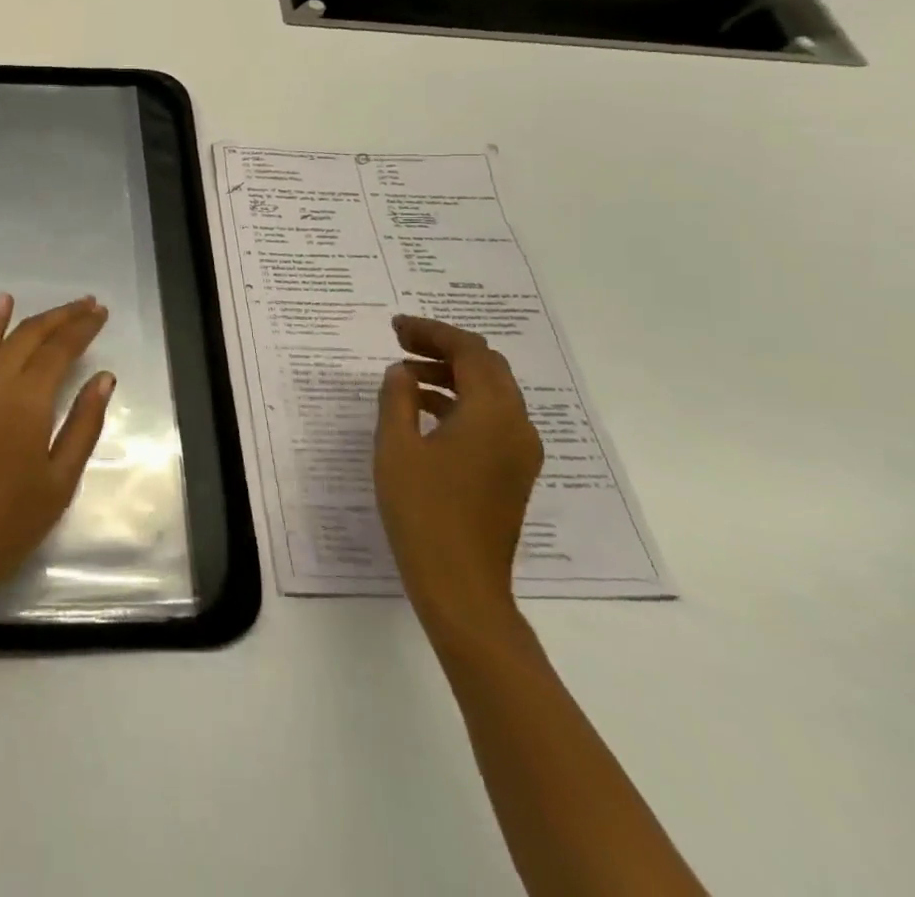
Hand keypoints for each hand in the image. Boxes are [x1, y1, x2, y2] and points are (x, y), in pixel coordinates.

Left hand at [0, 294, 114, 625]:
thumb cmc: (9, 525)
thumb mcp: (60, 481)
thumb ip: (83, 423)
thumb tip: (104, 377)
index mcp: (26, 401)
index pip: (59, 349)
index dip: (82, 328)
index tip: (102, 312)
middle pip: (31, 335)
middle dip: (62, 316)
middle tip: (89, 304)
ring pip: (3, 339)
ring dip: (32, 320)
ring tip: (59, 308)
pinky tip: (1, 308)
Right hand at [375, 315, 543, 639]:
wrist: (461, 587)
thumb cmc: (423, 511)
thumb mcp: (396, 447)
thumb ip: (397, 399)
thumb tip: (402, 371)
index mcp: (493, 414)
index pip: (470, 351)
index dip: (432, 332)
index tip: (395, 327)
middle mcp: (517, 427)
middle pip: (488, 367)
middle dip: (444, 348)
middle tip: (401, 342)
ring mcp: (519, 453)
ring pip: (491, 393)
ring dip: (451, 375)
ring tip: (405, 375)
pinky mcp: (512, 474)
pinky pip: (491, 419)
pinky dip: (459, 402)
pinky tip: (423, 410)